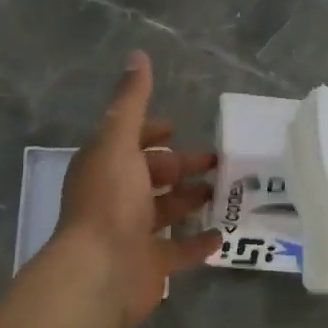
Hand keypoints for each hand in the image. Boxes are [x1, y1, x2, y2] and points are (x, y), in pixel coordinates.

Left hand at [55, 51, 220, 327]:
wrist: (100, 272)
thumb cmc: (110, 201)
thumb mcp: (118, 142)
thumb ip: (131, 101)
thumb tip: (138, 55)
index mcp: (105, 167)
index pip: (128, 143)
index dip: (151, 133)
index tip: (177, 128)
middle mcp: (116, 197)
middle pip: (152, 176)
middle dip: (181, 166)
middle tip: (219, 162)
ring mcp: (133, 233)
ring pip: (166, 211)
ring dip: (192, 200)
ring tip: (226, 192)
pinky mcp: (150, 264)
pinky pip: (178, 251)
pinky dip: (198, 242)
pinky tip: (222, 234)